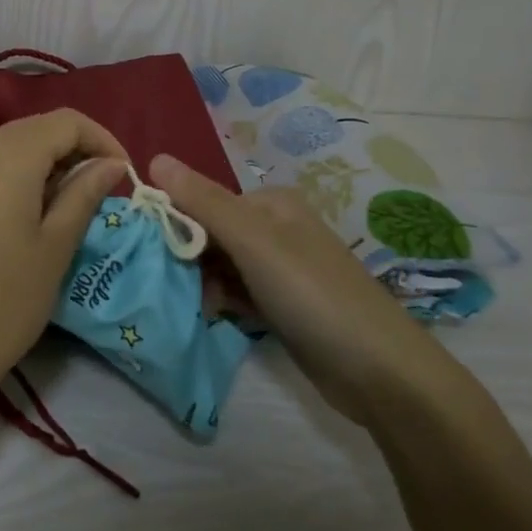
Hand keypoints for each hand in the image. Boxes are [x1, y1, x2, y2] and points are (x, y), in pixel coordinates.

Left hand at [0, 110, 127, 412]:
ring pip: (5, 147)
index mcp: (6, 156)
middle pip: (34, 129)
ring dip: (41, 165)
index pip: (66, 121)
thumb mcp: (53, 251)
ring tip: (62, 208)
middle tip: (97, 193)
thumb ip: (83, 196)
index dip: (102, 139)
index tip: (123, 175)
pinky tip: (18, 218)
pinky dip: (9, 178)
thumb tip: (110, 164)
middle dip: (72, 151)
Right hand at [150, 154, 458, 424]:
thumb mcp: (253, 241)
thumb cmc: (312, 293)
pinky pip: (239, 295)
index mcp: (271, 203)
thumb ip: (203, 201)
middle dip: (189, 258)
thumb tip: (154, 158)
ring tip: (194, 307)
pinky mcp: (284, 306)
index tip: (150, 252)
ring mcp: (282, 269)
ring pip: (222, 267)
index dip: (175, 222)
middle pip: (212, 233)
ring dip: (203, 285)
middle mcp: (276, 228)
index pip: (204, 200)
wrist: (381, 372)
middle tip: (172, 287)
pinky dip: (224, 304)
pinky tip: (215, 319)